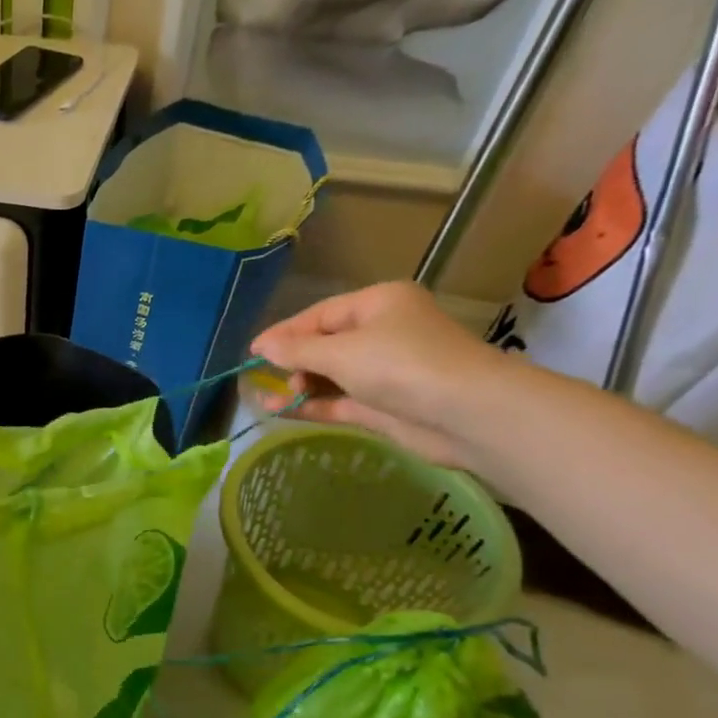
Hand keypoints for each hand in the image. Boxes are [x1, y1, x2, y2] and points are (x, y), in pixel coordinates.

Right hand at [249, 281, 515, 468]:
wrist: (466, 413)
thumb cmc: (402, 365)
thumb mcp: (340, 353)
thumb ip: (297, 351)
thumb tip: (263, 347)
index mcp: (378, 304)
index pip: (320, 314)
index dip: (284, 332)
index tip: (251, 352)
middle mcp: (382, 332)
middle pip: (325, 344)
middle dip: (293, 361)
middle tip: (267, 378)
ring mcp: (384, 370)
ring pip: (330, 375)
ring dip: (298, 386)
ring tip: (267, 399)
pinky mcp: (384, 404)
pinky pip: (338, 400)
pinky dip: (312, 404)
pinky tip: (282, 410)